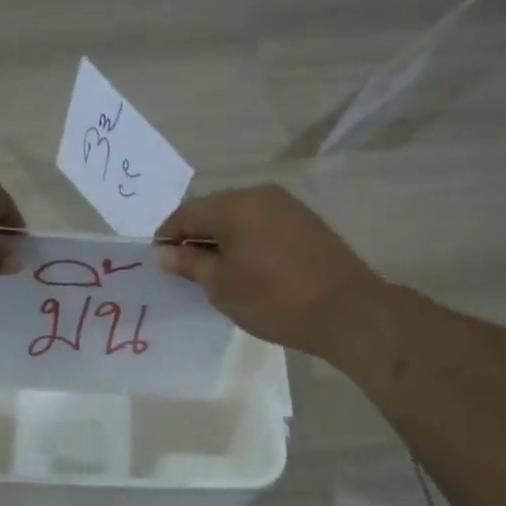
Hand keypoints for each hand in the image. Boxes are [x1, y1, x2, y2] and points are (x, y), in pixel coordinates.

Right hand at [156, 185, 381, 357]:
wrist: (346, 310)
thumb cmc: (273, 298)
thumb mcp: (221, 286)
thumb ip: (190, 265)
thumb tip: (165, 254)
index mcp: (233, 205)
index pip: (186, 213)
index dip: (167, 236)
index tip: (159, 261)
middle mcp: (259, 195)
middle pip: (213, 210)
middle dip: (195, 236)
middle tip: (185, 269)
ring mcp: (287, 206)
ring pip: (240, 217)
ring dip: (222, 238)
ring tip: (216, 271)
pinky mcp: (306, 222)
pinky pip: (263, 224)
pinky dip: (247, 240)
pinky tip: (247, 267)